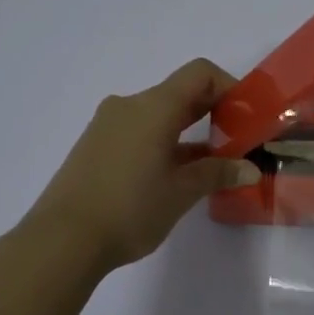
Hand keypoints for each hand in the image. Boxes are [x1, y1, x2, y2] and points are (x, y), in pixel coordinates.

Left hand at [28, 59, 260, 274]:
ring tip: (211, 165)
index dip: (229, 87)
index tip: (248, 117)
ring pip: (159, 115)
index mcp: (154, 107)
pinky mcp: (96, 146)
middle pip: (180, 93)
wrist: (62, 239)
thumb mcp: (182, 192)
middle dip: (213, 112)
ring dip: (188, 132)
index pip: (200, 74)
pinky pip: (139, 132)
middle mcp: (129, 106)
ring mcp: (108, 125)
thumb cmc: (130, 209)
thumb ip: (218, 173)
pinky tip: (176, 175)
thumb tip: (251, 169)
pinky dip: (164, 143)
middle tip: (238, 142)